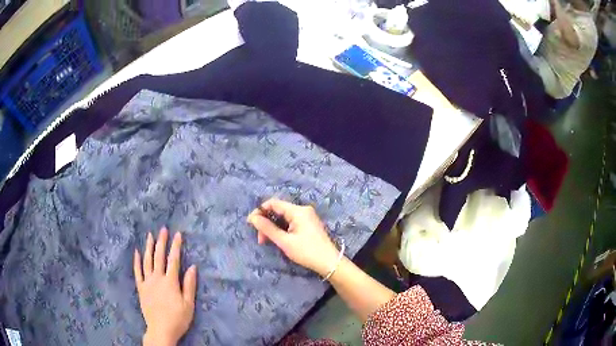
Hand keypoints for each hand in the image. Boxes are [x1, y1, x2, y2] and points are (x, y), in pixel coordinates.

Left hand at [134, 228, 197, 345]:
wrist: (161, 330)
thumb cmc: (178, 319)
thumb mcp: (188, 304)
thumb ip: (189, 285)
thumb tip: (192, 267)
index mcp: (170, 282)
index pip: (173, 260)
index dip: (176, 246)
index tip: (178, 234)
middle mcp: (157, 278)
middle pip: (159, 257)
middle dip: (161, 242)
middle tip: (163, 229)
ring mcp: (147, 282)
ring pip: (147, 261)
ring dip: (149, 247)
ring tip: (150, 235)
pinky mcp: (141, 288)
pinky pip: (137, 272)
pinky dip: (137, 261)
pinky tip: (137, 252)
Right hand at [247, 199, 339, 276]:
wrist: (329, 262)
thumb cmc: (306, 252)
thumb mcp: (284, 241)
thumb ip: (267, 228)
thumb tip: (252, 218)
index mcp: (298, 211)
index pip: (273, 203)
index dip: (260, 211)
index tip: (250, 223)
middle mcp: (303, 210)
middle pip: (278, 210)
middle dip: (266, 222)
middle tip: (260, 239)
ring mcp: (307, 217)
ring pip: (283, 217)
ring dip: (273, 227)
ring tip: (267, 241)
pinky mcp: (308, 224)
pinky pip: (290, 222)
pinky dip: (281, 229)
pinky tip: (277, 239)